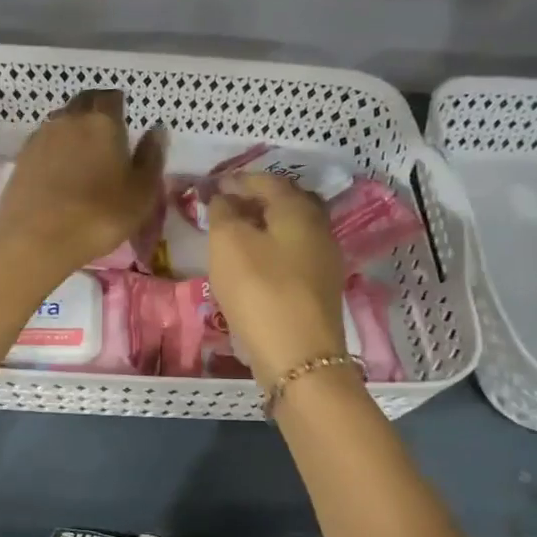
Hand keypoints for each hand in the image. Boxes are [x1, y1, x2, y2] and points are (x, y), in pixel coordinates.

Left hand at [0, 89, 165, 278]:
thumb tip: (157, 129)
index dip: (119, 105)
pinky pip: (44, 143)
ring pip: (61, 122)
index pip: (112, 98)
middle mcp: (69, 119)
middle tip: (106, 134)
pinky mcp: (21, 158)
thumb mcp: (141, 193)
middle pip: (84, 103)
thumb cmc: (100, 216)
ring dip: (73, 130)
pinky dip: (55, 150)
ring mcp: (41, 137)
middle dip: (95, 111)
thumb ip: (151, 157)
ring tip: (83, 154)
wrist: (36, 239)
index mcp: (103, 122)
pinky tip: (60, 171)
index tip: (125, 120)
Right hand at [208, 173, 347, 389]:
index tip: (212, 187)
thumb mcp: (229, 243)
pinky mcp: (320, 288)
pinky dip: (272, 249)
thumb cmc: (260, 290)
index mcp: (299, 209)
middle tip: (227, 207)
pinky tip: (253, 264)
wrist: (299, 357)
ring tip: (234, 235)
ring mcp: (324, 259)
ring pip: (291, 230)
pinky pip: (294, 254)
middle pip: (286, 202)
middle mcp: (319, 227)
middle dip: (256, 200)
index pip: (267, 181)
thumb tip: (225, 199)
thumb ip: (223, 212)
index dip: (237, 180)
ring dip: (264, 226)